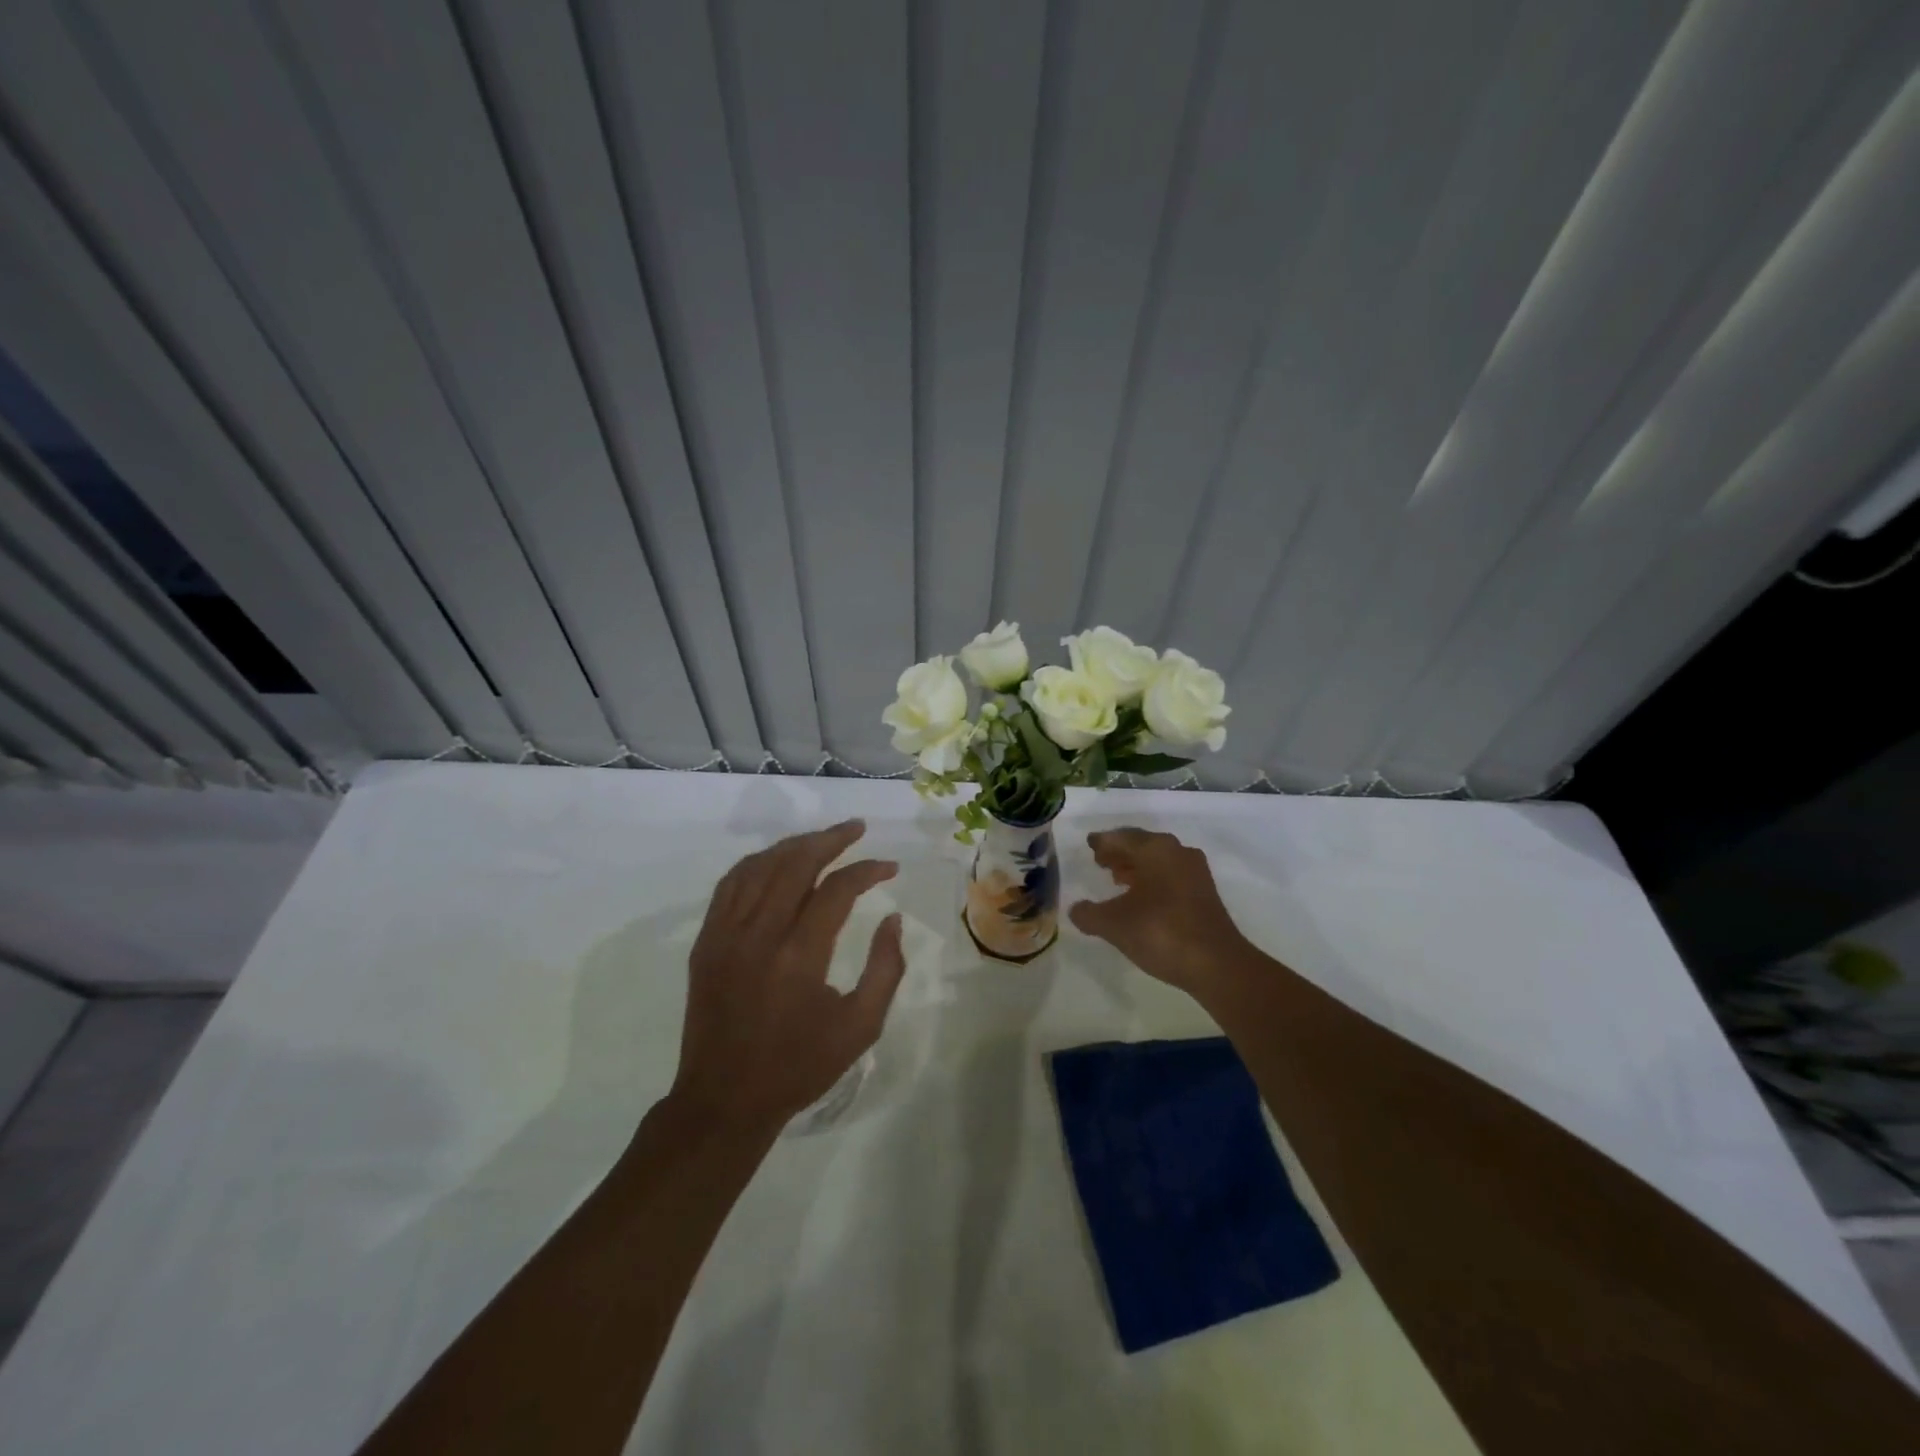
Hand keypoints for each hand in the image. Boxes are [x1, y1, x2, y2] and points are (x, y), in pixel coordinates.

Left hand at [670, 819, 905, 1136]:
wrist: (724, 1100)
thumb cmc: (799, 1066)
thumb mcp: (860, 1027)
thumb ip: (886, 968)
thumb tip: (892, 918)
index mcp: (799, 956)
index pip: (836, 889)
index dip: (867, 870)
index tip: (890, 866)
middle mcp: (758, 934)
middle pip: (795, 864)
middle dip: (831, 839)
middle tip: (857, 828)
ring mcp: (725, 934)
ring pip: (760, 866)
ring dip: (794, 845)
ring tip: (822, 839)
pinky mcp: (706, 941)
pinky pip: (730, 884)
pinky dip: (757, 863)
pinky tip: (776, 860)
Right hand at [1069, 828, 1254, 996]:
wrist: (1216, 964)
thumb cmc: (1160, 932)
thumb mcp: (1113, 924)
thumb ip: (1089, 914)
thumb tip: (1076, 909)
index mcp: (1154, 849)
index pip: (1120, 837)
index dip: (1101, 842)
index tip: (1089, 844)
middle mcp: (1177, 852)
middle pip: (1141, 845)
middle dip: (1120, 852)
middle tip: (1100, 861)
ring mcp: (1195, 872)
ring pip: (1158, 860)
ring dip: (1136, 866)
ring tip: (1117, 879)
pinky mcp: (1204, 893)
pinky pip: (1171, 876)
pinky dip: (1152, 880)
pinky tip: (1141, 898)